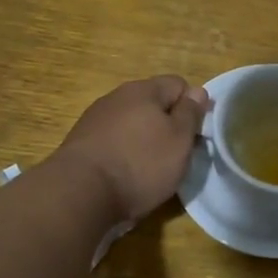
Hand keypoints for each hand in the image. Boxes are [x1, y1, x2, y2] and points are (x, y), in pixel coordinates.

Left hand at [55, 76, 210, 221]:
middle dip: (167, 125)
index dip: (192, 107)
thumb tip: (197, 91)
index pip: (178, 84)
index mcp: (143, 90)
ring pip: (131, 123)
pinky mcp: (81, 142)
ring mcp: (95, 119)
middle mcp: (117, 97)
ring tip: (150, 169)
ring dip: (144, 140)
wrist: (80, 193)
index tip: (196, 135)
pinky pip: (113, 141)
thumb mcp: (179, 140)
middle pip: (153, 104)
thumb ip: (190, 113)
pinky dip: (123, 153)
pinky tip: (125, 174)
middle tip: (176, 155)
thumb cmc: (140, 164)